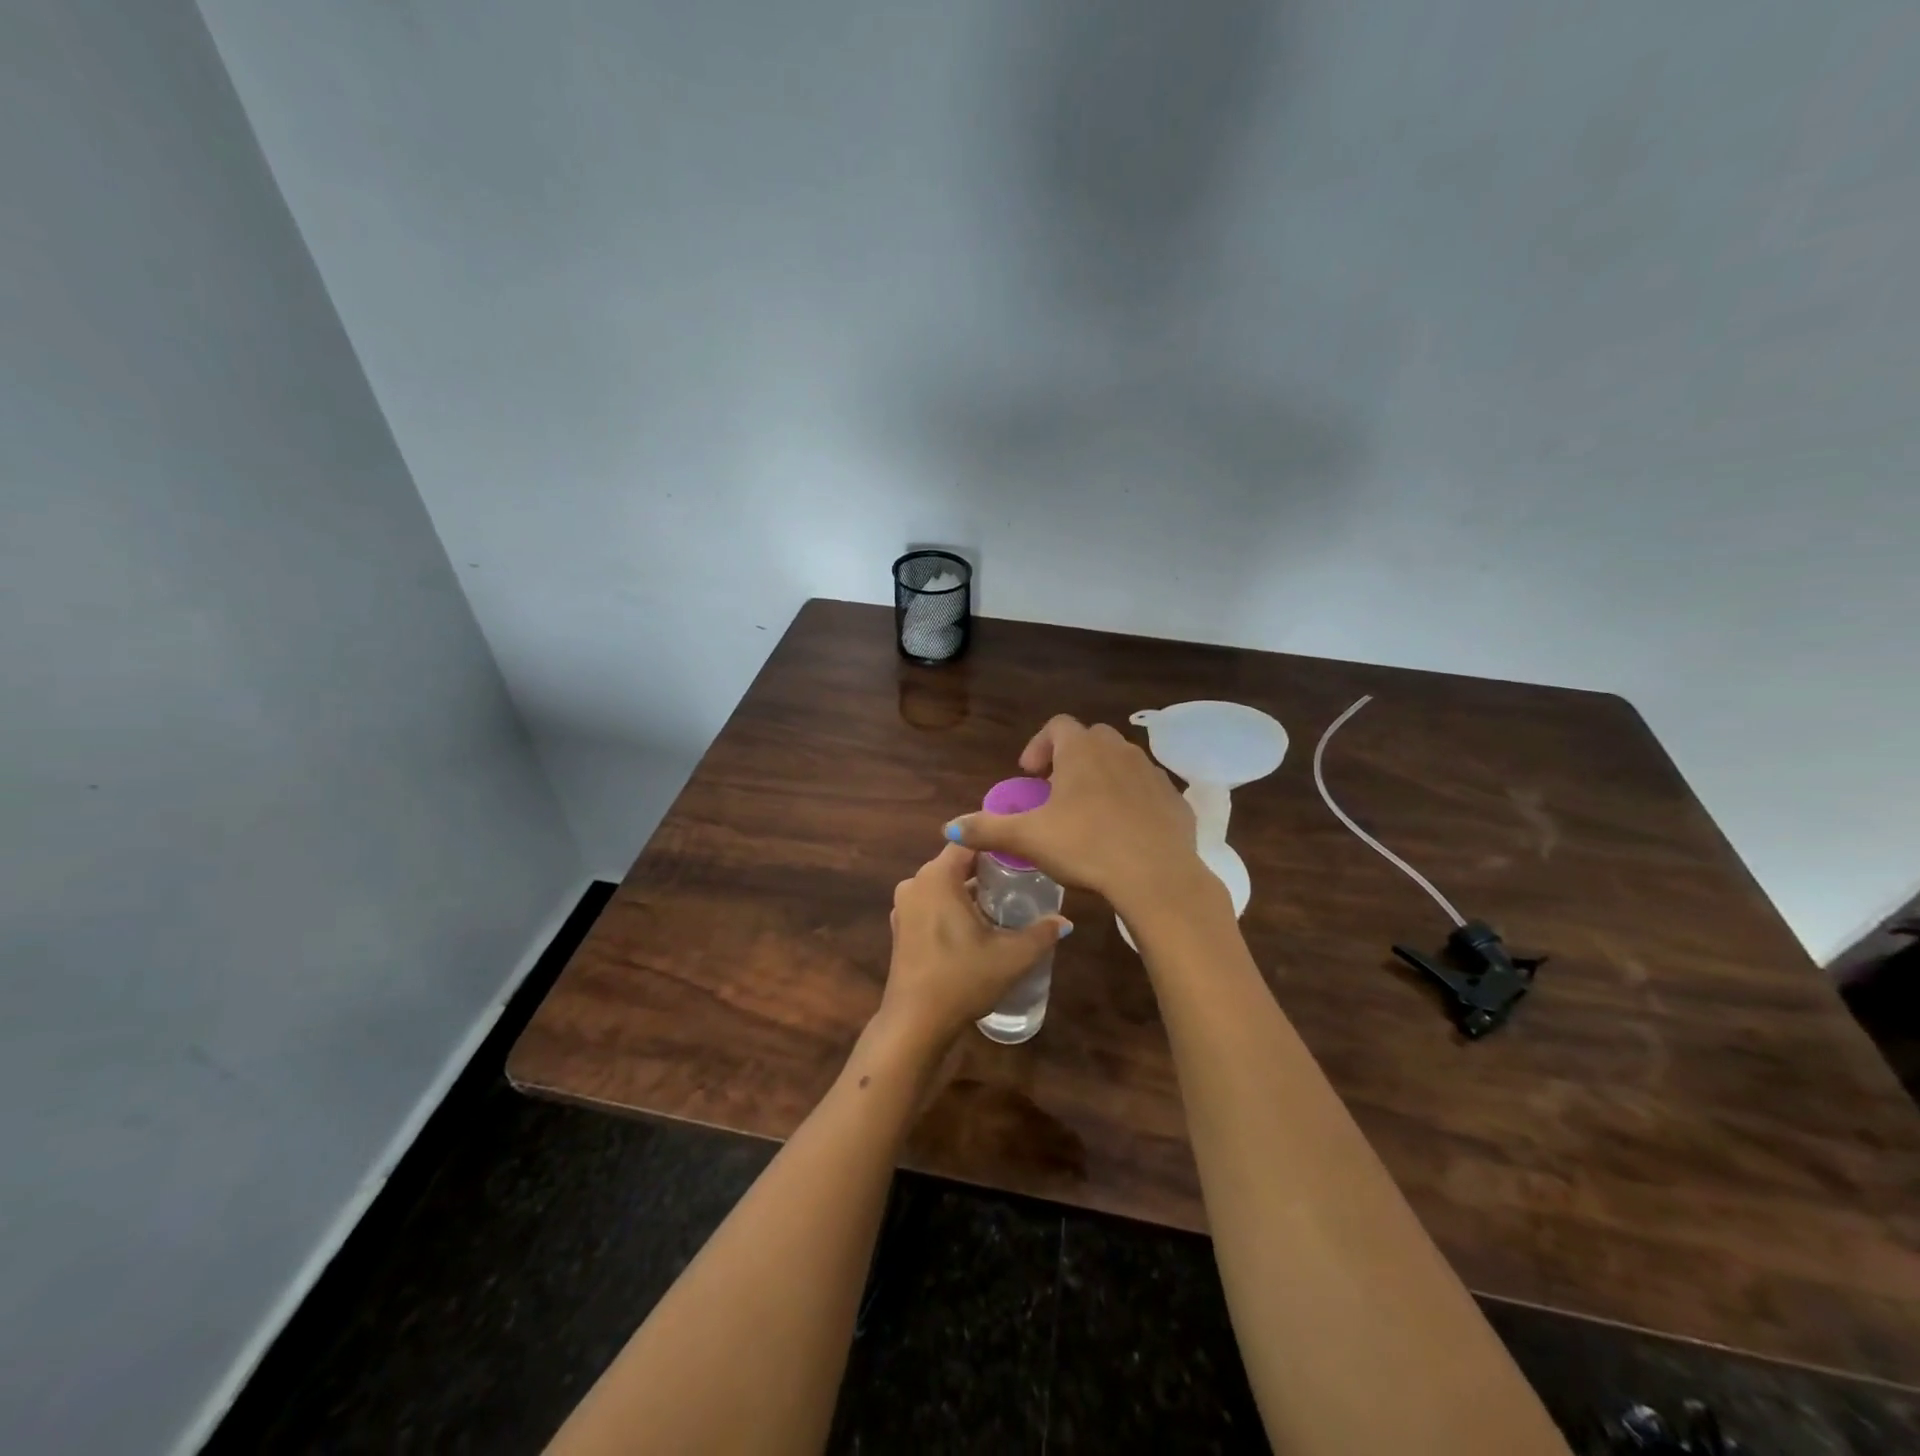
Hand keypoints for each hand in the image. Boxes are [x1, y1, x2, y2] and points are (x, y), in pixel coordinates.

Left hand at [878, 843, 1069, 1048]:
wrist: (916, 1023)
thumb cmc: (962, 979)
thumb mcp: (1011, 957)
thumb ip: (1041, 934)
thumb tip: (1064, 921)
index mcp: (937, 877)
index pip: (969, 841)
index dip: (996, 842)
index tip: (1023, 850)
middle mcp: (916, 883)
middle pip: (956, 863)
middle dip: (987, 868)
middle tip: (1021, 877)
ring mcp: (904, 906)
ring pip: (944, 885)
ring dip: (970, 890)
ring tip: (1004, 902)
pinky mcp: (901, 928)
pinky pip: (932, 903)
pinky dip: (953, 906)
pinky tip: (977, 925)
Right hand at [944, 716, 1211, 920]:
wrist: (1156, 876)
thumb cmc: (1086, 847)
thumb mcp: (1029, 838)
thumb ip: (987, 829)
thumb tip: (949, 827)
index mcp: (1082, 750)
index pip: (1057, 726)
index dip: (1038, 746)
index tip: (1030, 776)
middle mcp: (1119, 750)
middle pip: (1090, 739)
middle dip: (1070, 759)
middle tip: (1056, 792)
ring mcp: (1152, 773)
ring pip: (1121, 762)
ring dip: (1102, 778)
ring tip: (1089, 813)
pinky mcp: (1175, 799)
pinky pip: (1147, 790)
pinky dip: (1131, 800)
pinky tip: (1123, 832)